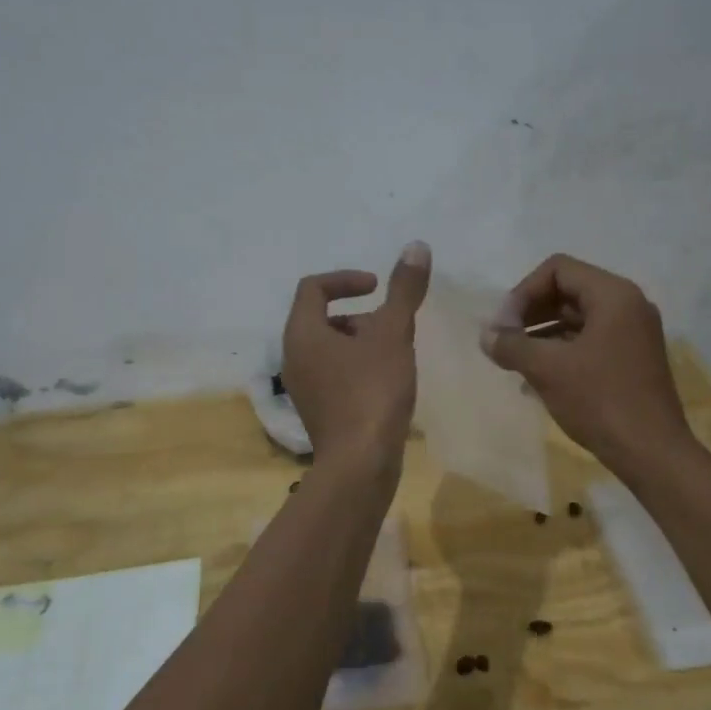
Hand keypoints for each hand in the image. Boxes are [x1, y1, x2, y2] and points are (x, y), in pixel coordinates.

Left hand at [283, 242, 431, 471]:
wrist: (361, 463)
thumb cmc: (372, 392)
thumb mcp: (393, 335)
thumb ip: (404, 291)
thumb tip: (416, 246)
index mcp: (302, 333)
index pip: (313, 287)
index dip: (346, 279)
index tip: (378, 287)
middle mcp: (294, 357)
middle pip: (323, 319)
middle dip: (361, 315)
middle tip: (393, 327)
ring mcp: (303, 388)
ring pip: (331, 349)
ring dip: (362, 343)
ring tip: (397, 355)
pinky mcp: (318, 412)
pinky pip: (335, 375)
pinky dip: (359, 367)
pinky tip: (388, 383)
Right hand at [480, 253, 693, 479]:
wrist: (651, 452)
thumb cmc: (600, 401)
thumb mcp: (548, 369)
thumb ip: (512, 345)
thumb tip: (485, 334)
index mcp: (613, 295)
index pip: (557, 270)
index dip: (522, 293)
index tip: (503, 327)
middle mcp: (628, 306)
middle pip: (568, 291)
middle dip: (530, 313)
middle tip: (504, 342)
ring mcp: (633, 334)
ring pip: (577, 319)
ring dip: (541, 335)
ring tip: (514, 362)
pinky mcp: (632, 360)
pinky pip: (590, 342)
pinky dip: (561, 352)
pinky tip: (535, 380)